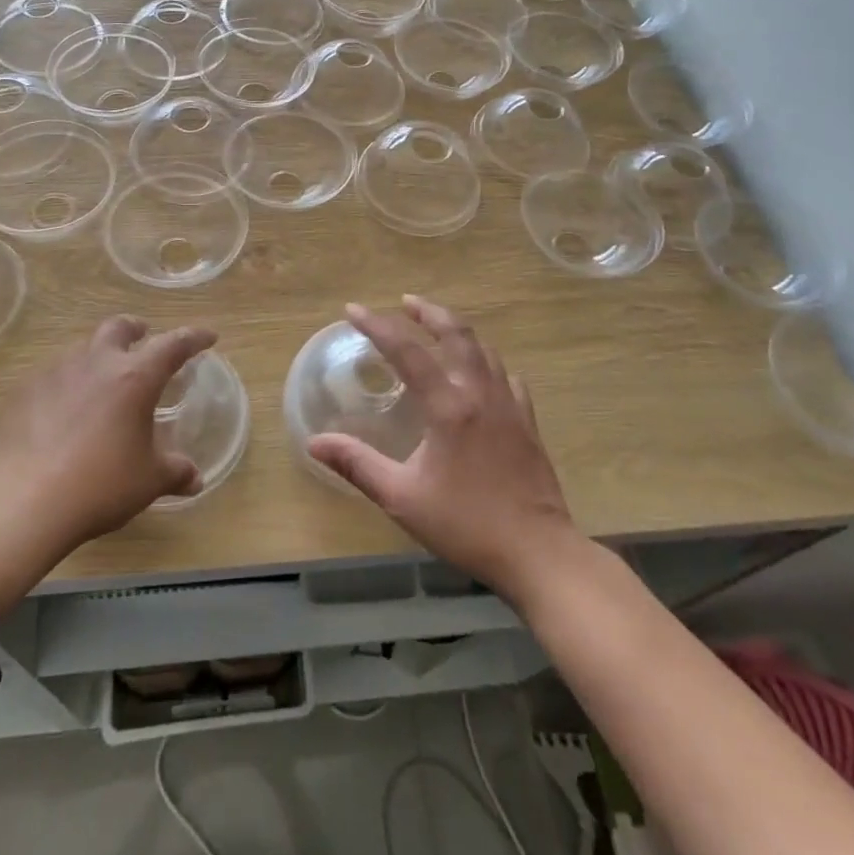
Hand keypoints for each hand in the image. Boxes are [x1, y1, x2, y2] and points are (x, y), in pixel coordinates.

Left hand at [0, 316, 216, 551]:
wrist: (23, 500)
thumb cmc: (100, 485)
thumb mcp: (148, 481)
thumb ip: (175, 472)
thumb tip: (195, 478)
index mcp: (135, 377)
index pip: (173, 345)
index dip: (194, 337)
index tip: (207, 336)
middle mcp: (97, 362)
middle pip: (118, 327)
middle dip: (135, 328)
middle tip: (142, 338)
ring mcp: (56, 372)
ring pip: (82, 348)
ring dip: (98, 355)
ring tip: (101, 379)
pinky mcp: (24, 390)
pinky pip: (52, 375)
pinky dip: (66, 382)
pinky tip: (62, 409)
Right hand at [308, 296, 577, 603]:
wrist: (539, 553)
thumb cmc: (466, 525)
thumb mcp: (402, 498)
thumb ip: (357, 465)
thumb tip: (315, 442)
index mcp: (448, 406)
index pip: (407, 350)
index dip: (377, 325)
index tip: (353, 309)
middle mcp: (480, 393)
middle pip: (456, 333)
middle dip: (428, 311)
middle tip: (406, 301)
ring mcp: (509, 404)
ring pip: (484, 349)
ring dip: (457, 330)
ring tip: (437, 326)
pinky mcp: (527, 422)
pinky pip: (505, 375)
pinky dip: (486, 361)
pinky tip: (480, 372)